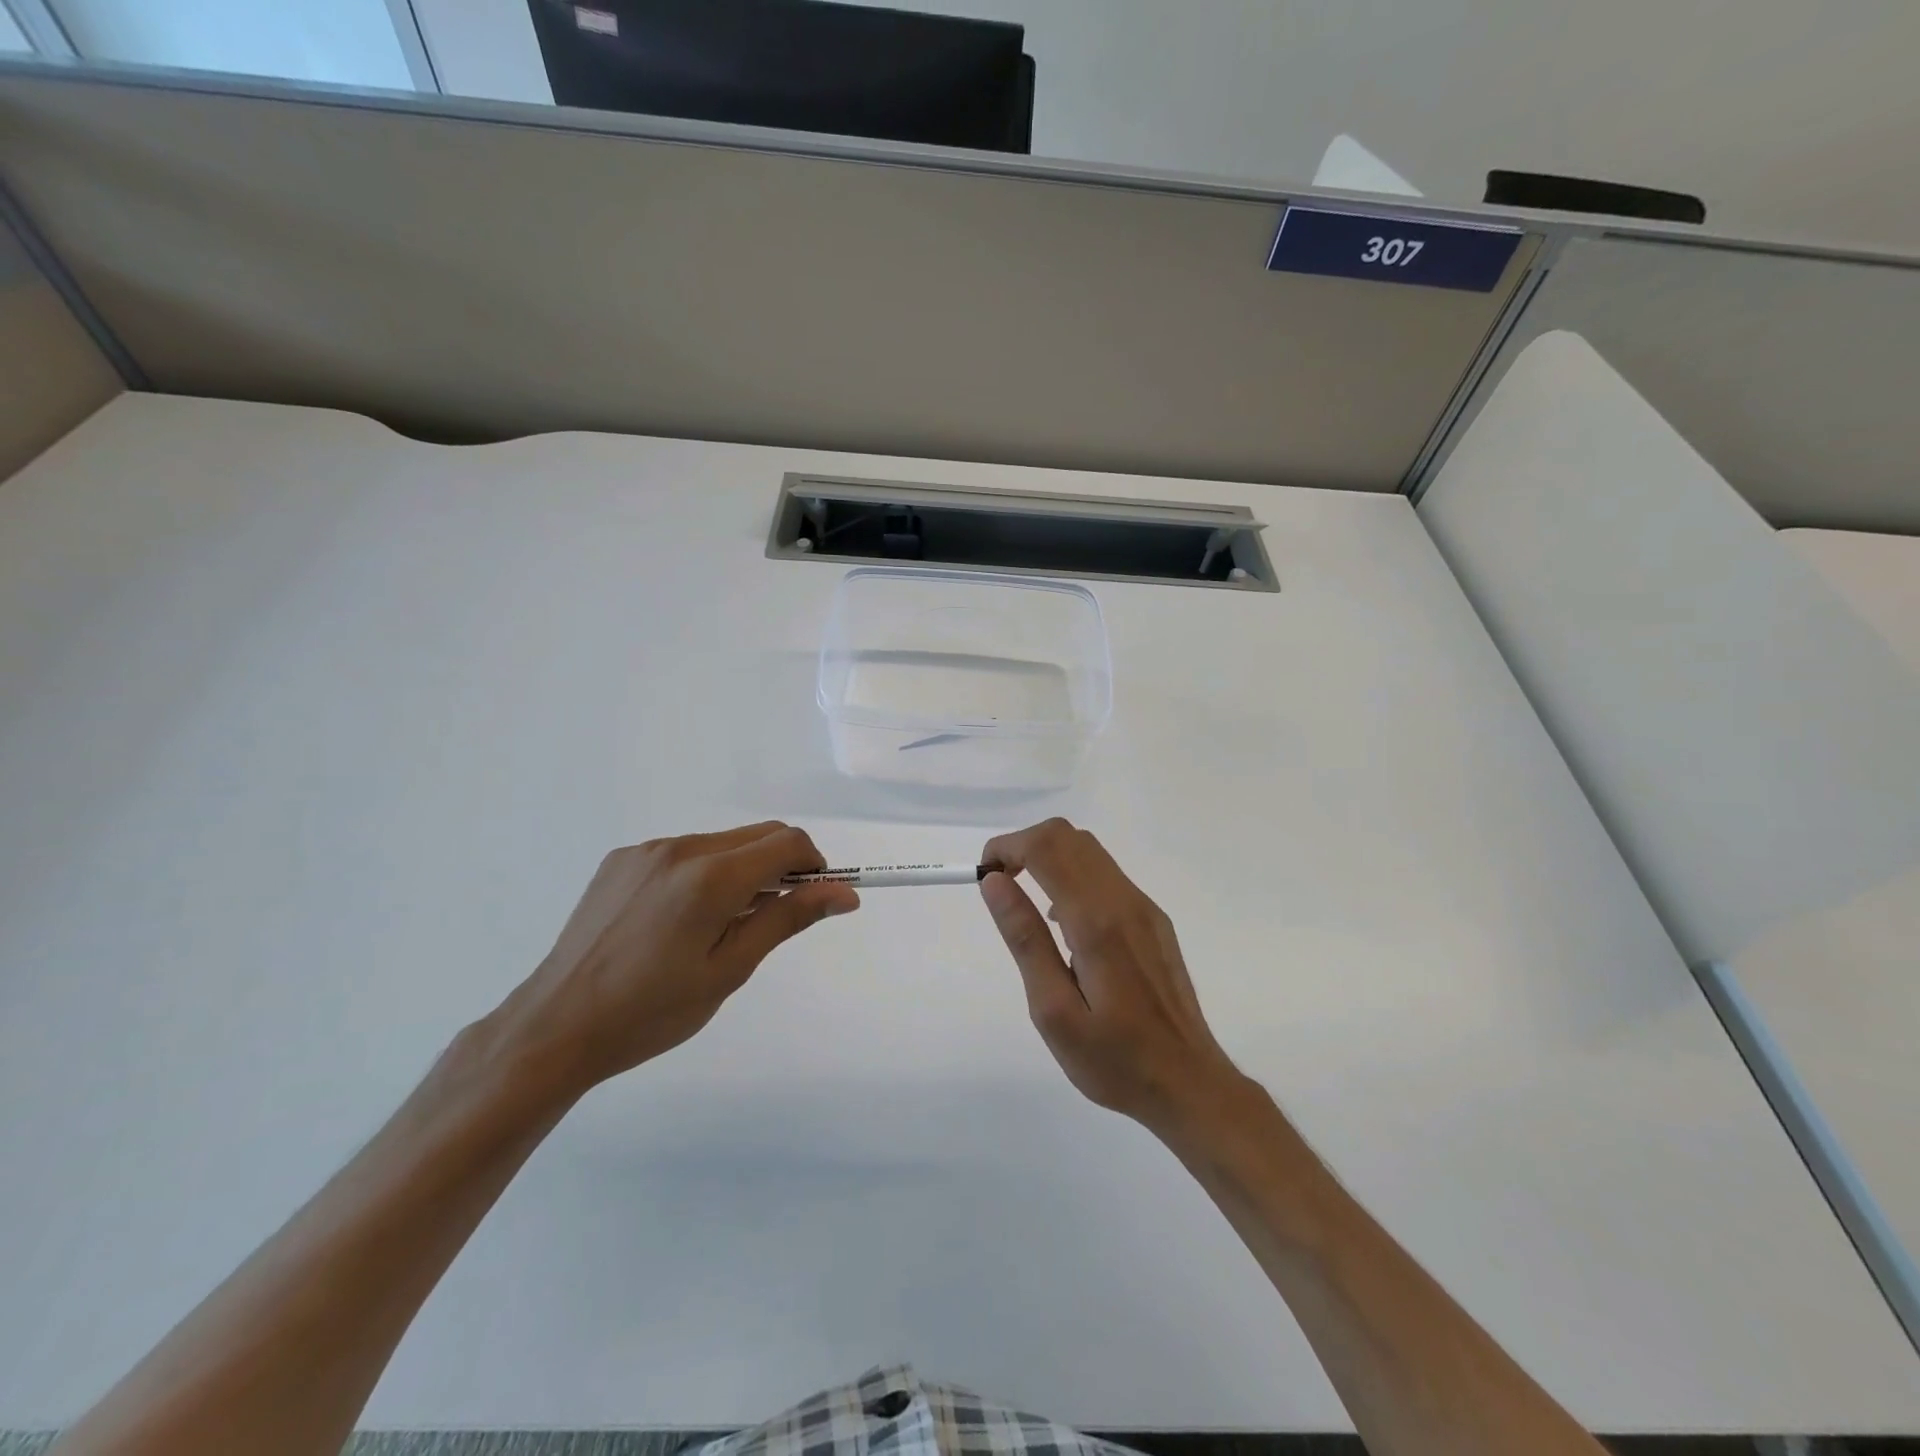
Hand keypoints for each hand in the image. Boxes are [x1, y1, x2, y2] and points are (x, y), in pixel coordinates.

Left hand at [502, 823, 858, 1095]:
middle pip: (757, 835)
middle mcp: (680, 848)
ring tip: (717, 927)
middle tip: (767, 920)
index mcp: (711, 876)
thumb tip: (844, 893)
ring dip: (740, 871)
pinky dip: (702, 873)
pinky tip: (677, 920)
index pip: (788, 841)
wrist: (555, 1027)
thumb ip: (788, 919)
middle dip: (780, 867)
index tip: (811, 901)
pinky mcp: (620, 860)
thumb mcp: (730, 970)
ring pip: (721, 843)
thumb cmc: (653, 1010)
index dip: (813, 865)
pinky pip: (683, 852)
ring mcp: (646, 850)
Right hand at [979, 818, 1243, 1134]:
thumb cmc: (1114, 1059)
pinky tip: (1064, 924)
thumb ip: (1024, 939)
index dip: (1007, 846)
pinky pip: (1106, 875)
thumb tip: (995, 883)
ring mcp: (1144, 908)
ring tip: (1026, 903)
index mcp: (1096, 921)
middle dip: (1025, 846)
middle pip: (1068, 837)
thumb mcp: (1053, 1010)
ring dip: (1049, 858)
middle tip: (1000, 885)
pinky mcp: (1154, 920)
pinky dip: (1073, 875)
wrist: (1189, 1083)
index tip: (984, 875)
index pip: (1046, 847)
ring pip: (1089, 851)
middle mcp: (1124, 901)